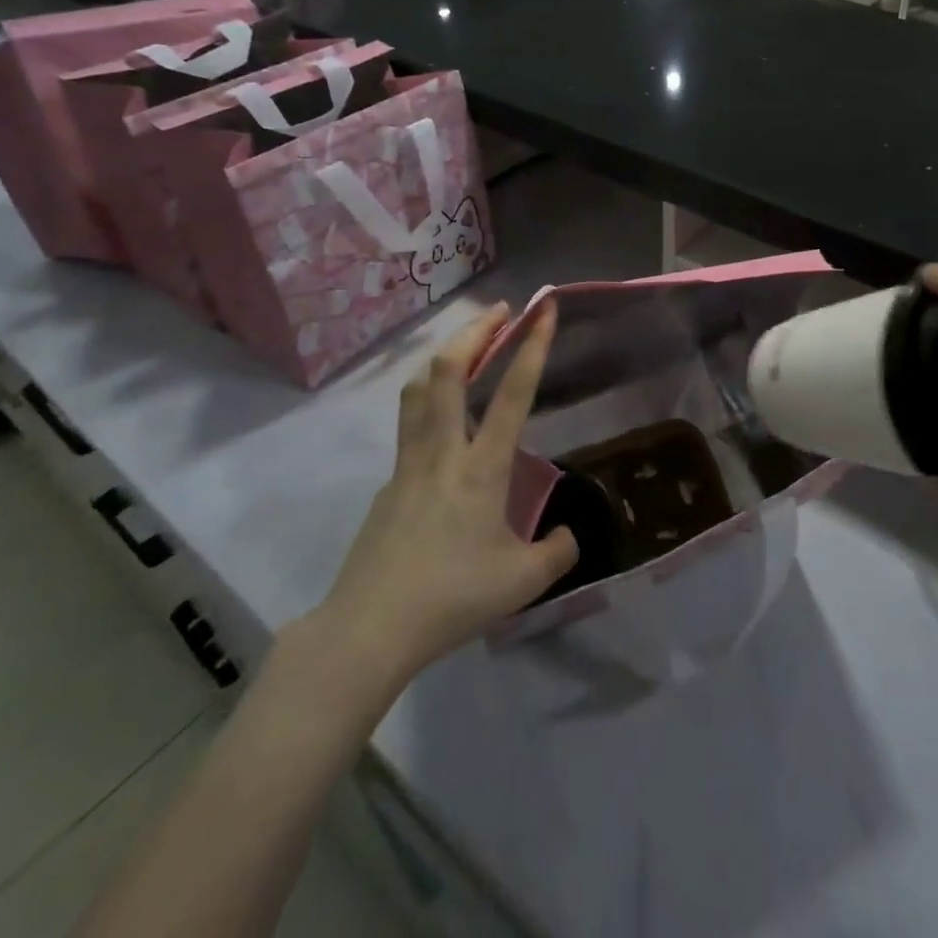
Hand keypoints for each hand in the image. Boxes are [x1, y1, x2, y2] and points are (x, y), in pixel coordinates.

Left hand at [314, 303, 576, 680]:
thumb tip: (568, 534)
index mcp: (482, 468)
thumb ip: (556, 553)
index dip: (532, 346)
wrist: (369, 628)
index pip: (513, 393)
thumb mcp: (522, 583)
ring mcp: (407, 463)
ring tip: (465, 346)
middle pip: (450, 370)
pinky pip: (408, 425)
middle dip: (476, 330)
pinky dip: (428, 402)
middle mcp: (443, 451)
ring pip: (419, 389)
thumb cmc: (452, 599)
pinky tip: (442, 425)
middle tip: (500, 310)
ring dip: (445, 356)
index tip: (544, 309)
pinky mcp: (387, 482)